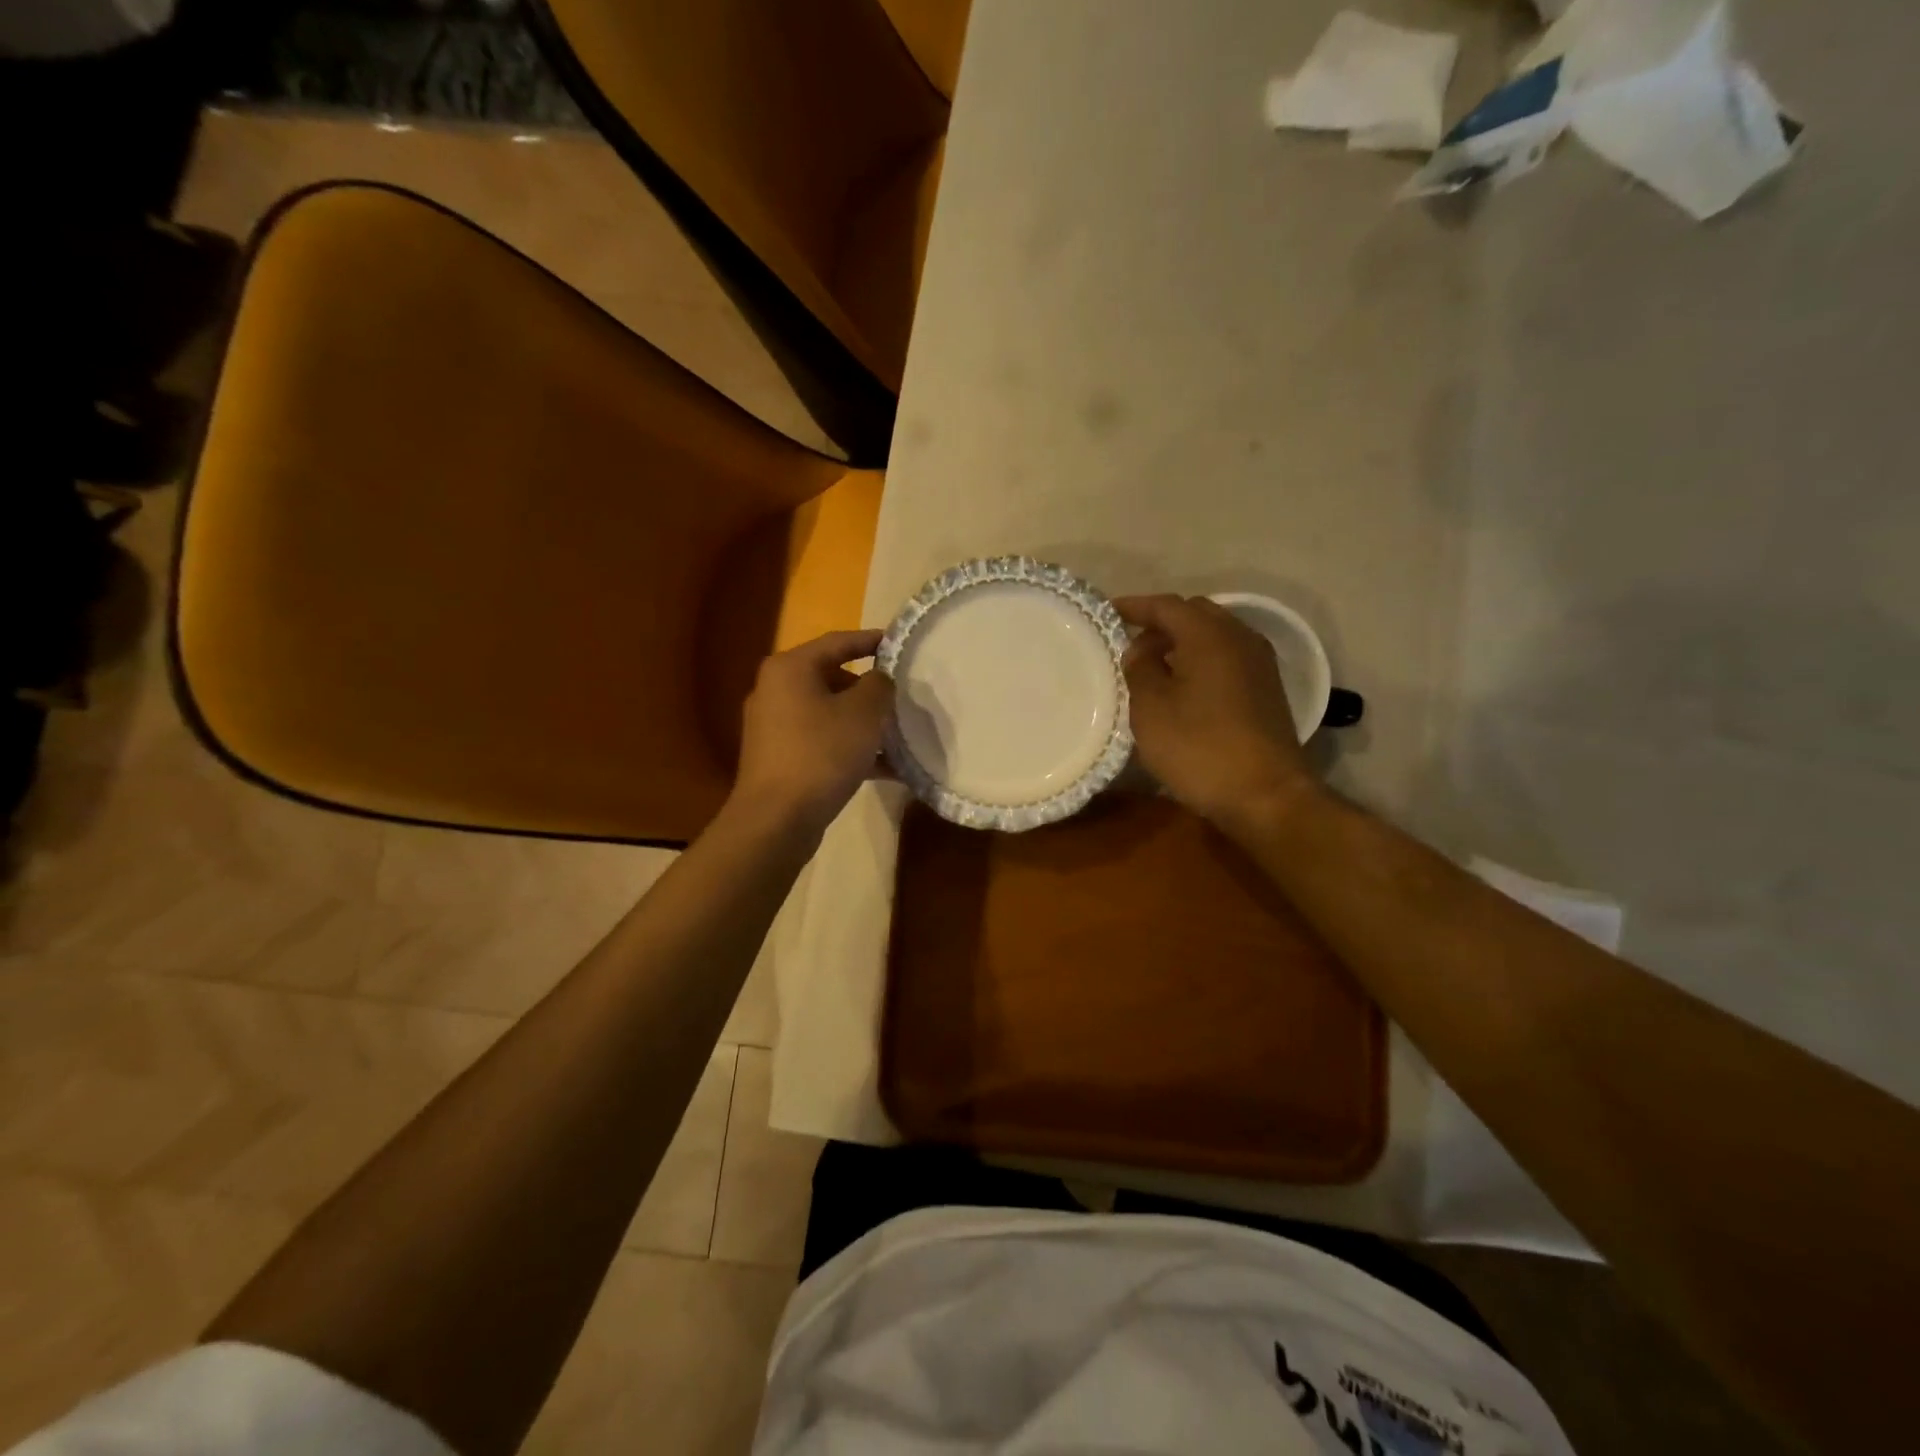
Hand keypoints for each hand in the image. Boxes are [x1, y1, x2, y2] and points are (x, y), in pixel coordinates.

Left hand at [732, 629, 895, 835]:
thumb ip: (879, 686)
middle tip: (902, 698)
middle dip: (870, 690)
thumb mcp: (863, 713)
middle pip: (832, 678)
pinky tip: (886, 769)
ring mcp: (775, 727)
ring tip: (900, 736)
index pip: (838, 642)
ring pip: (830, 714)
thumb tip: (878, 680)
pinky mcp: (780, 758)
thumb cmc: (821, 753)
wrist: (777, 819)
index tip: (899, 644)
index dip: (871, 640)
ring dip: (864, 724)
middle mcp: (776, 690)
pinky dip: (851, 749)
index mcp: (791, 668)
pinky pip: (823, 742)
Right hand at [1116, 595, 1315, 828]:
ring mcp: (1258, 663)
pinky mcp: (1265, 688)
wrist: (1265, 794)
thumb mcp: (1151, 708)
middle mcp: (1239, 638)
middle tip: (1129, 645)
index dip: (1134, 606)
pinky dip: (1200, 660)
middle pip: (1194, 614)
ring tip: (1151, 667)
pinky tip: (1181, 686)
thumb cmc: (1199, 748)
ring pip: (1213, 636)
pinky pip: (1226, 657)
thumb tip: (1141, 649)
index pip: (1166, 605)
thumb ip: (1140, 669)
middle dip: (1160, 623)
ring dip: (1181, 643)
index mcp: (1209, 635)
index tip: (1106, 613)